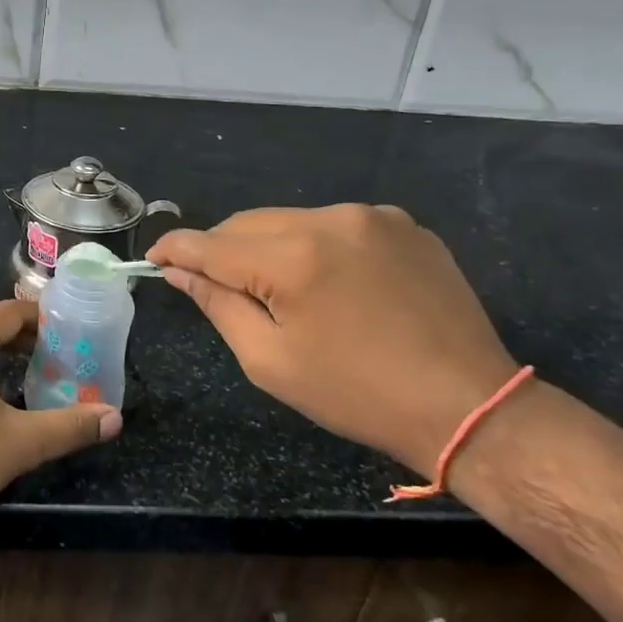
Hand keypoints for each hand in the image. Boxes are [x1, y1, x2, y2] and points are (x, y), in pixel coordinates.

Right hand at [148, 206, 516, 477]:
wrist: (469, 405)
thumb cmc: (356, 394)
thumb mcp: (269, 361)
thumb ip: (217, 304)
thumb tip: (179, 270)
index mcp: (292, 258)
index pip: (210, 243)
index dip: (174, 249)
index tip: (154, 259)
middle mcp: (329, 219)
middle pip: (247, 224)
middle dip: (221, 250)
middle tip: (215, 287)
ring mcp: (372, 216)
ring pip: (289, 220)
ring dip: (268, 247)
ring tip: (278, 290)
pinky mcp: (403, 223)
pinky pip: (334, 224)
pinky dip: (314, 245)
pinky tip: (330, 283)